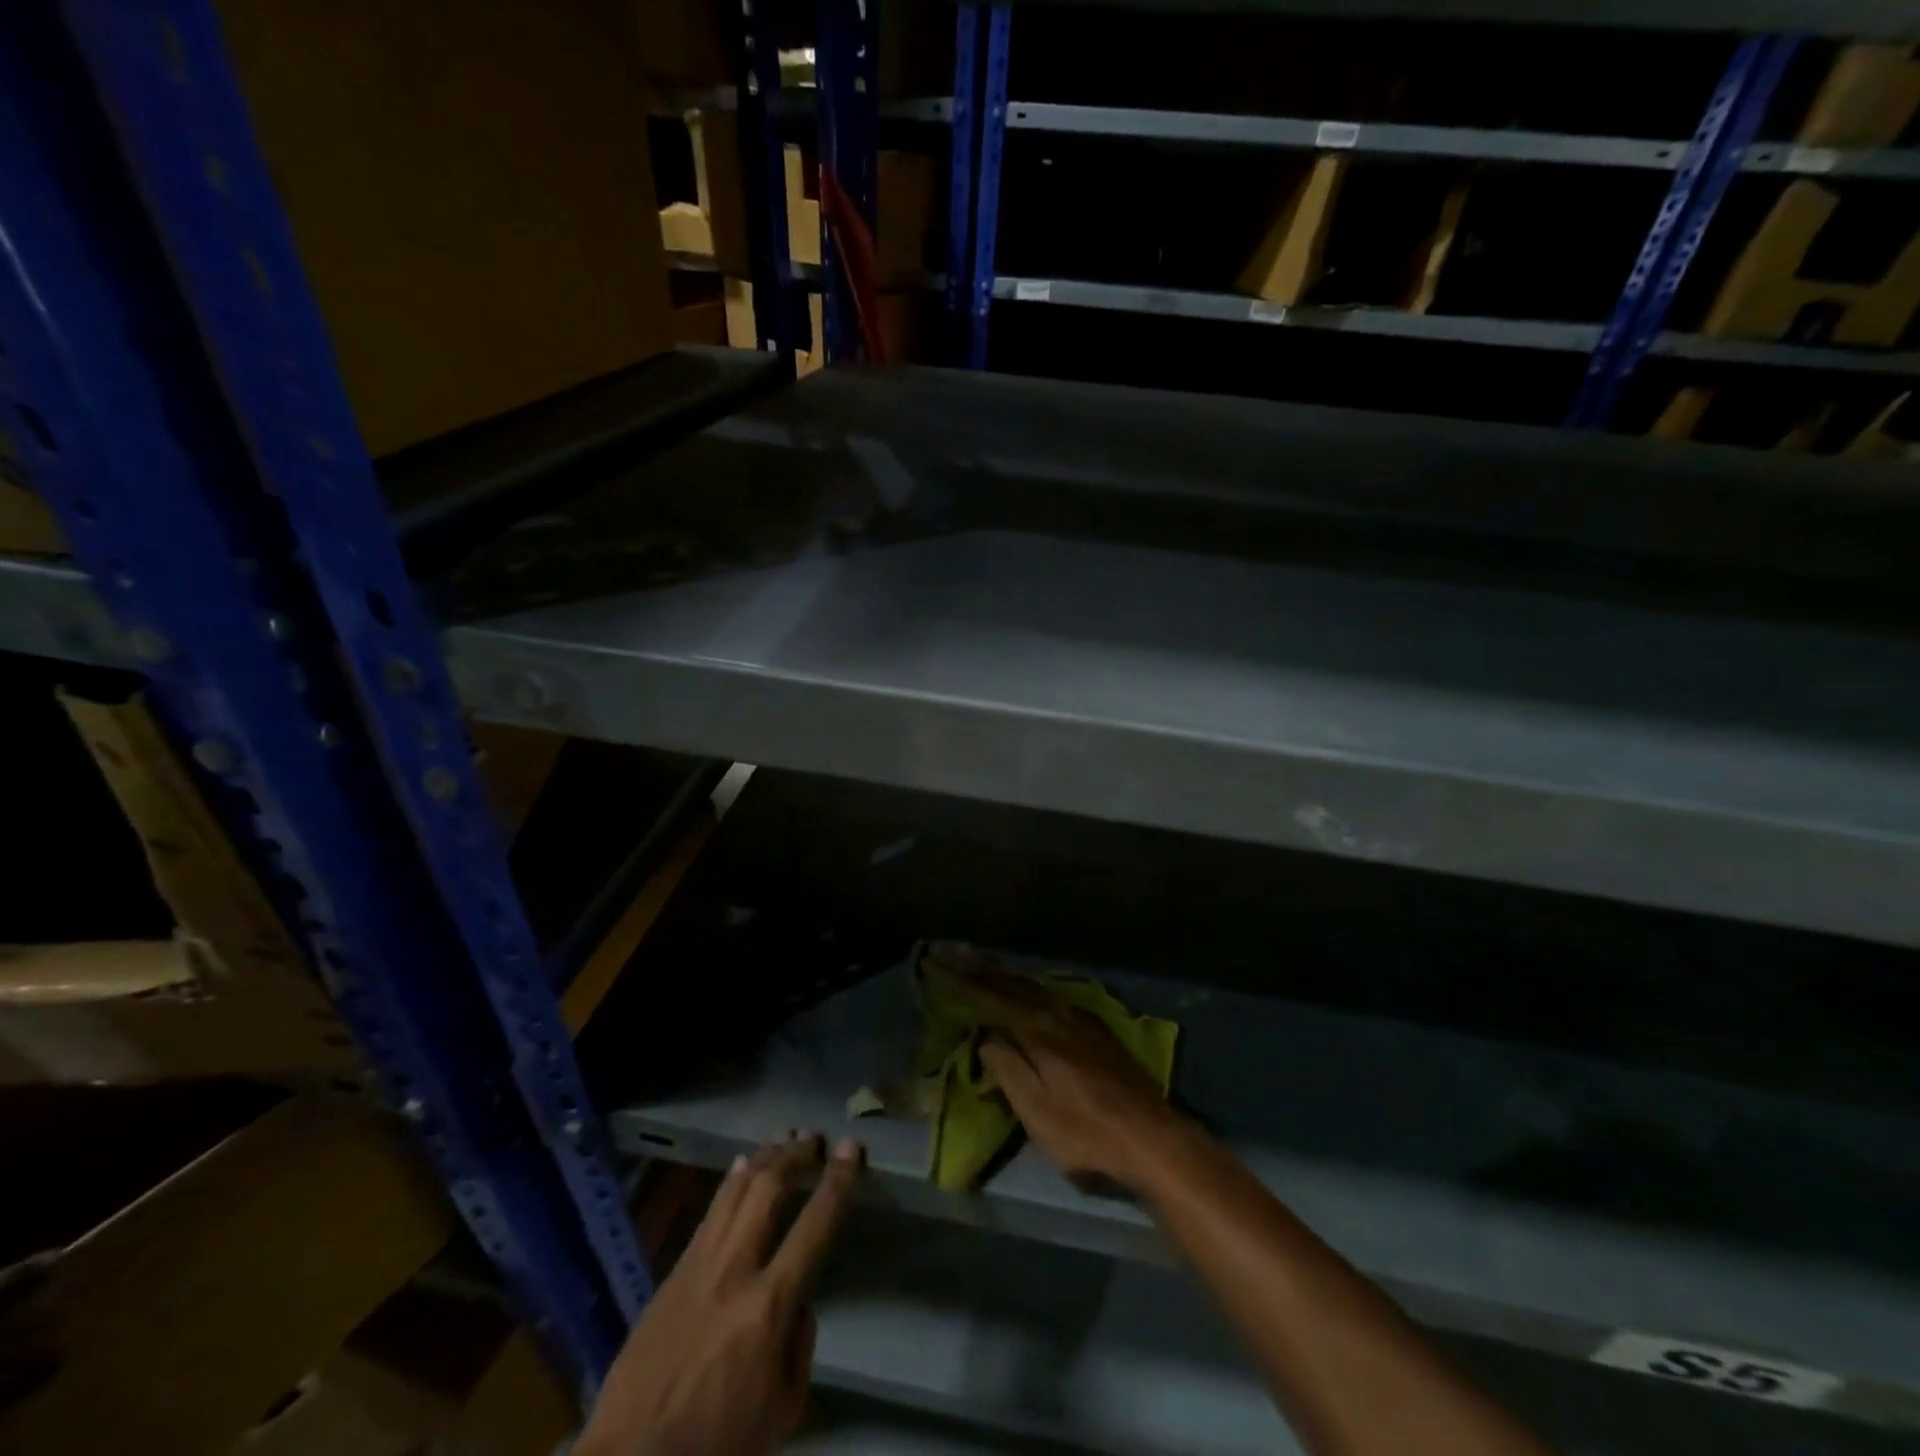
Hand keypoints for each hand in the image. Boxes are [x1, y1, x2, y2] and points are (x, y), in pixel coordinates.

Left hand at [578, 1135, 862, 1455]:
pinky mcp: (672, 1273)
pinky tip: (741, 1169)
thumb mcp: (782, 1410)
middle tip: (816, 1137)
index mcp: (768, 1306)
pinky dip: (732, 1183)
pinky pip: (710, 1213)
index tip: (851, 1147)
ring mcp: (697, 1266)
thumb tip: (798, 1302)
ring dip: (764, 1159)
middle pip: (768, 1189)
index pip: (815, 1224)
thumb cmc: (717, 1444)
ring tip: (784, 1139)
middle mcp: (734, 1270)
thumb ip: (799, 1345)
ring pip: (735, 1191)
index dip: (838, 1180)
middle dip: (796, 1155)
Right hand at [923, 947, 1189, 1190]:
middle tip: (949, 953)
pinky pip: (1048, 994)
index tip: (934, 963)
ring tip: (979, 962)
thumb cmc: (1087, 1133)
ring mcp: (1080, 1019)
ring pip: (1032, 986)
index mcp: (1039, 1031)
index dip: (960, 981)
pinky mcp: (1094, 1030)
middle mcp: (1058, 1014)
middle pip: (1012, 984)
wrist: (1153, 1138)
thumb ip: (1008, 1069)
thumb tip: (986, 1037)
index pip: (991, 997)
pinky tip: (1024, 987)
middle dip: (978, 968)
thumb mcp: (1037, 1111)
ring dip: (1002, 973)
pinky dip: (1025, 985)